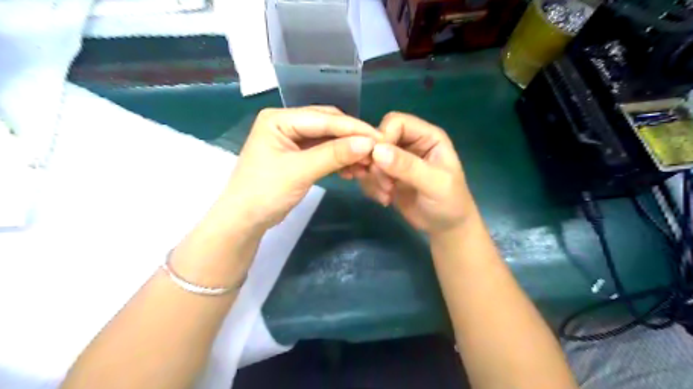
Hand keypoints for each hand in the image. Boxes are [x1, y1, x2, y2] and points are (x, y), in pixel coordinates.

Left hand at [221, 106, 378, 233]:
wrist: (245, 220)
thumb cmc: (265, 192)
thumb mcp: (300, 172)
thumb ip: (333, 155)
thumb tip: (368, 144)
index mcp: (280, 119)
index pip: (323, 119)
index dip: (353, 128)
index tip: (379, 138)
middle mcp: (287, 123)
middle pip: (328, 125)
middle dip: (352, 139)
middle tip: (376, 151)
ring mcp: (292, 139)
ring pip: (328, 139)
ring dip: (347, 151)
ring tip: (366, 164)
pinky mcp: (298, 155)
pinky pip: (324, 152)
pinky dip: (339, 160)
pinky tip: (352, 170)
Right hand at [357, 111, 477, 234]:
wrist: (445, 228)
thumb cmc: (449, 203)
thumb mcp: (434, 184)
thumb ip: (408, 166)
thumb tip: (377, 151)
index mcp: (426, 136)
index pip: (396, 122)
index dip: (382, 137)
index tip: (376, 161)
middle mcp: (410, 144)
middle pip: (378, 139)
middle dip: (375, 162)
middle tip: (384, 185)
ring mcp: (396, 161)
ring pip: (370, 158)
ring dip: (373, 178)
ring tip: (387, 195)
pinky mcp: (387, 176)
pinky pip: (368, 174)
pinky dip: (371, 187)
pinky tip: (385, 200)